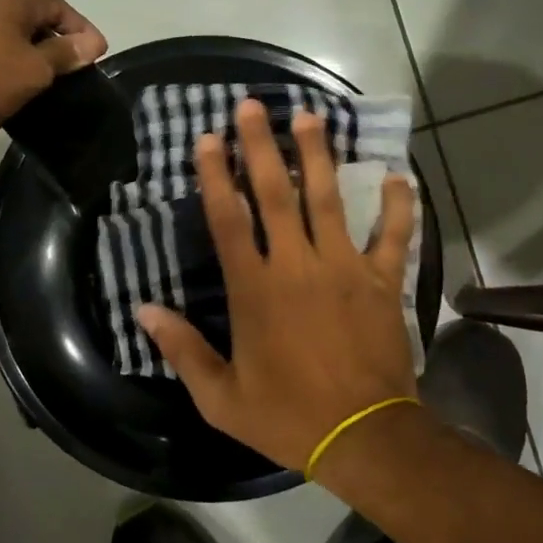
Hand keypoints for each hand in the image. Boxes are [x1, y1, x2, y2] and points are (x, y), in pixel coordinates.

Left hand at [0, 0, 106, 153]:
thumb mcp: (34, 67)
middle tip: (80, 78)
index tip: (98, 57)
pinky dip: (13, 86)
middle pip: (37, 27)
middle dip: (61, 50)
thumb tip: (93, 42)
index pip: (58, 6)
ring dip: (37, 71)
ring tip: (56, 96)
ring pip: (16, 52)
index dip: (82, 28)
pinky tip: (22, 108)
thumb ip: (65, 54)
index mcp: (11, 6)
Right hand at [137, 99, 417, 477]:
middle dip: (260, 146)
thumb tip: (143, 310)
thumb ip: (182, 350)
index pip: (228, 220)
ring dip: (317, 156)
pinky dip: (399, 206)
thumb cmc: (288, 416)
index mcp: (255, 290)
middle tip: (253, 105)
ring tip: (311, 116)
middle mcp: (297, 266)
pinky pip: (394, 236)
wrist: (365, 438)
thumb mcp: (220, 397)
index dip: (214, 176)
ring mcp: (344, 269)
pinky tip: (399, 175)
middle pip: (276, 194)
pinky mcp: (383, 282)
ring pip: (328, 200)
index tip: (207, 138)